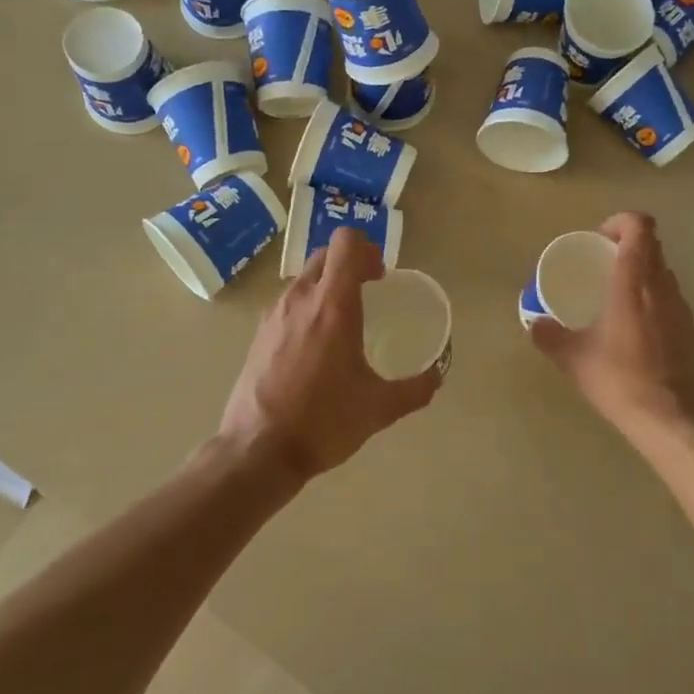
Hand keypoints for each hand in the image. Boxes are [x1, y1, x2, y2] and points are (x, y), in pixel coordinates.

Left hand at [220, 228, 441, 484]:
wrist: (258, 451)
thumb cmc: (324, 421)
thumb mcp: (380, 408)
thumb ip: (415, 389)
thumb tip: (436, 377)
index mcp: (332, 305)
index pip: (346, 243)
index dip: (368, 249)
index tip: (380, 276)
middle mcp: (300, 299)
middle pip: (325, 256)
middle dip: (351, 264)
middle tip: (370, 291)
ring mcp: (273, 315)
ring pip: (304, 279)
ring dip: (327, 286)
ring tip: (344, 321)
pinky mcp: (258, 334)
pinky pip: (287, 304)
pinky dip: (307, 309)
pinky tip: (316, 347)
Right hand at [530, 212, 693, 437]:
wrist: (669, 420)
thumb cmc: (618, 379)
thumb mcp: (573, 358)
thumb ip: (549, 336)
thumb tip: (534, 324)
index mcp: (633, 283)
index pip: (639, 228)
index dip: (621, 222)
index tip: (601, 239)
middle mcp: (663, 289)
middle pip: (654, 249)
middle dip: (629, 249)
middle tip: (604, 269)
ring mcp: (685, 312)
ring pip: (666, 278)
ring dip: (644, 279)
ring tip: (621, 304)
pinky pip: (675, 309)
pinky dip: (657, 310)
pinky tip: (642, 339)